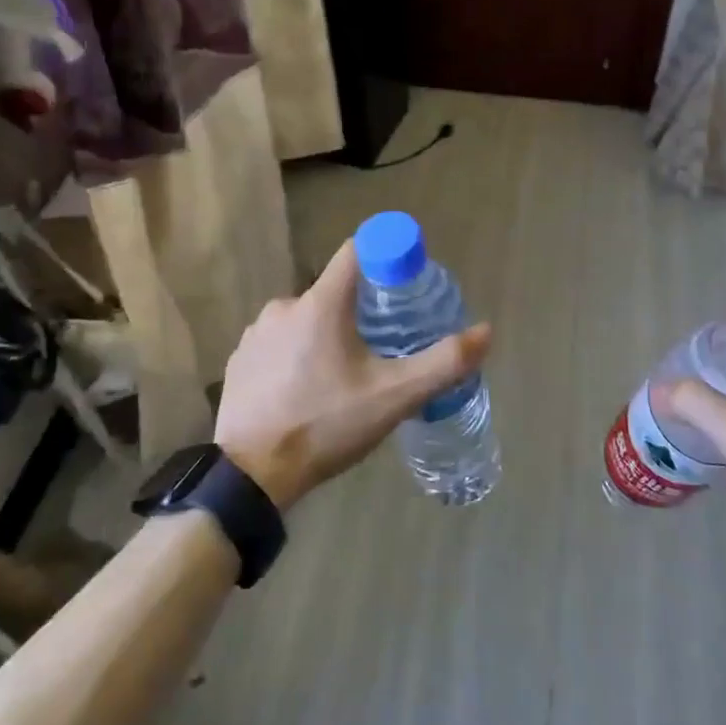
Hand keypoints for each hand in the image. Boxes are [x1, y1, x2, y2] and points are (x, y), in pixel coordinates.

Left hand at [214, 239, 491, 510]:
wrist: (252, 474)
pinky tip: (305, 391)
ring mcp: (256, 333)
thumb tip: (485, 332)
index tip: (403, 283)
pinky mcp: (240, 359)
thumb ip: (443, 363)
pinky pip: (278, 343)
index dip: (385, 257)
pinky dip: (296, 356)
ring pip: (305, 320)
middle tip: (380, 347)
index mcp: (322, 303)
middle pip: (334, 292)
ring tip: (343, 377)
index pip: (357, 251)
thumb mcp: (394, 397)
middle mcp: (284, 306)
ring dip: (325, 336)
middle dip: (360, 311)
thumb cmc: (326, 425)